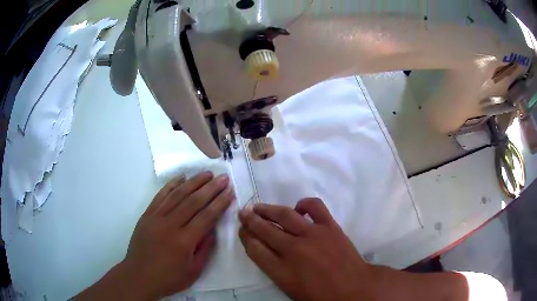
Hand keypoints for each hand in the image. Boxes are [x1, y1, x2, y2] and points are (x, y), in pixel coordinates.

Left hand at [125, 172, 233, 298]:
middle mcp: (170, 225)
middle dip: (211, 188)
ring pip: (177, 195)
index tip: (230, 191)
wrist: (138, 276)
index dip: (220, 203)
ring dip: (194, 182)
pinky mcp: (147, 215)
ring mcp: (156, 217)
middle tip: (223, 177)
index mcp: (184, 241)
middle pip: (193, 201)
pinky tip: (181, 177)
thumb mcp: (193, 271)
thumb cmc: (168, 278)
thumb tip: (212, 229)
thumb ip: (204, 249)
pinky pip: (160, 196)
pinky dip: (171, 185)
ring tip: (207, 174)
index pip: (206, 217)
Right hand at [238, 198, 375, 300]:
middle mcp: (293, 250)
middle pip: (264, 230)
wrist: (354, 289)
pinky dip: (304, 204)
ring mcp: (313, 235)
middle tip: (243, 213)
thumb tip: (265, 249)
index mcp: (282, 271)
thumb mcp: (290, 289)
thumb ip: (274, 269)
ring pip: (284, 215)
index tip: (242, 230)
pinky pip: (314, 207)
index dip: (245, 237)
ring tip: (258, 207)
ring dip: (268, 209)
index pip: (254, 249)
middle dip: (250, 220)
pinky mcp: (330, 226)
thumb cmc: (320, 296)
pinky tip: (298, 208)